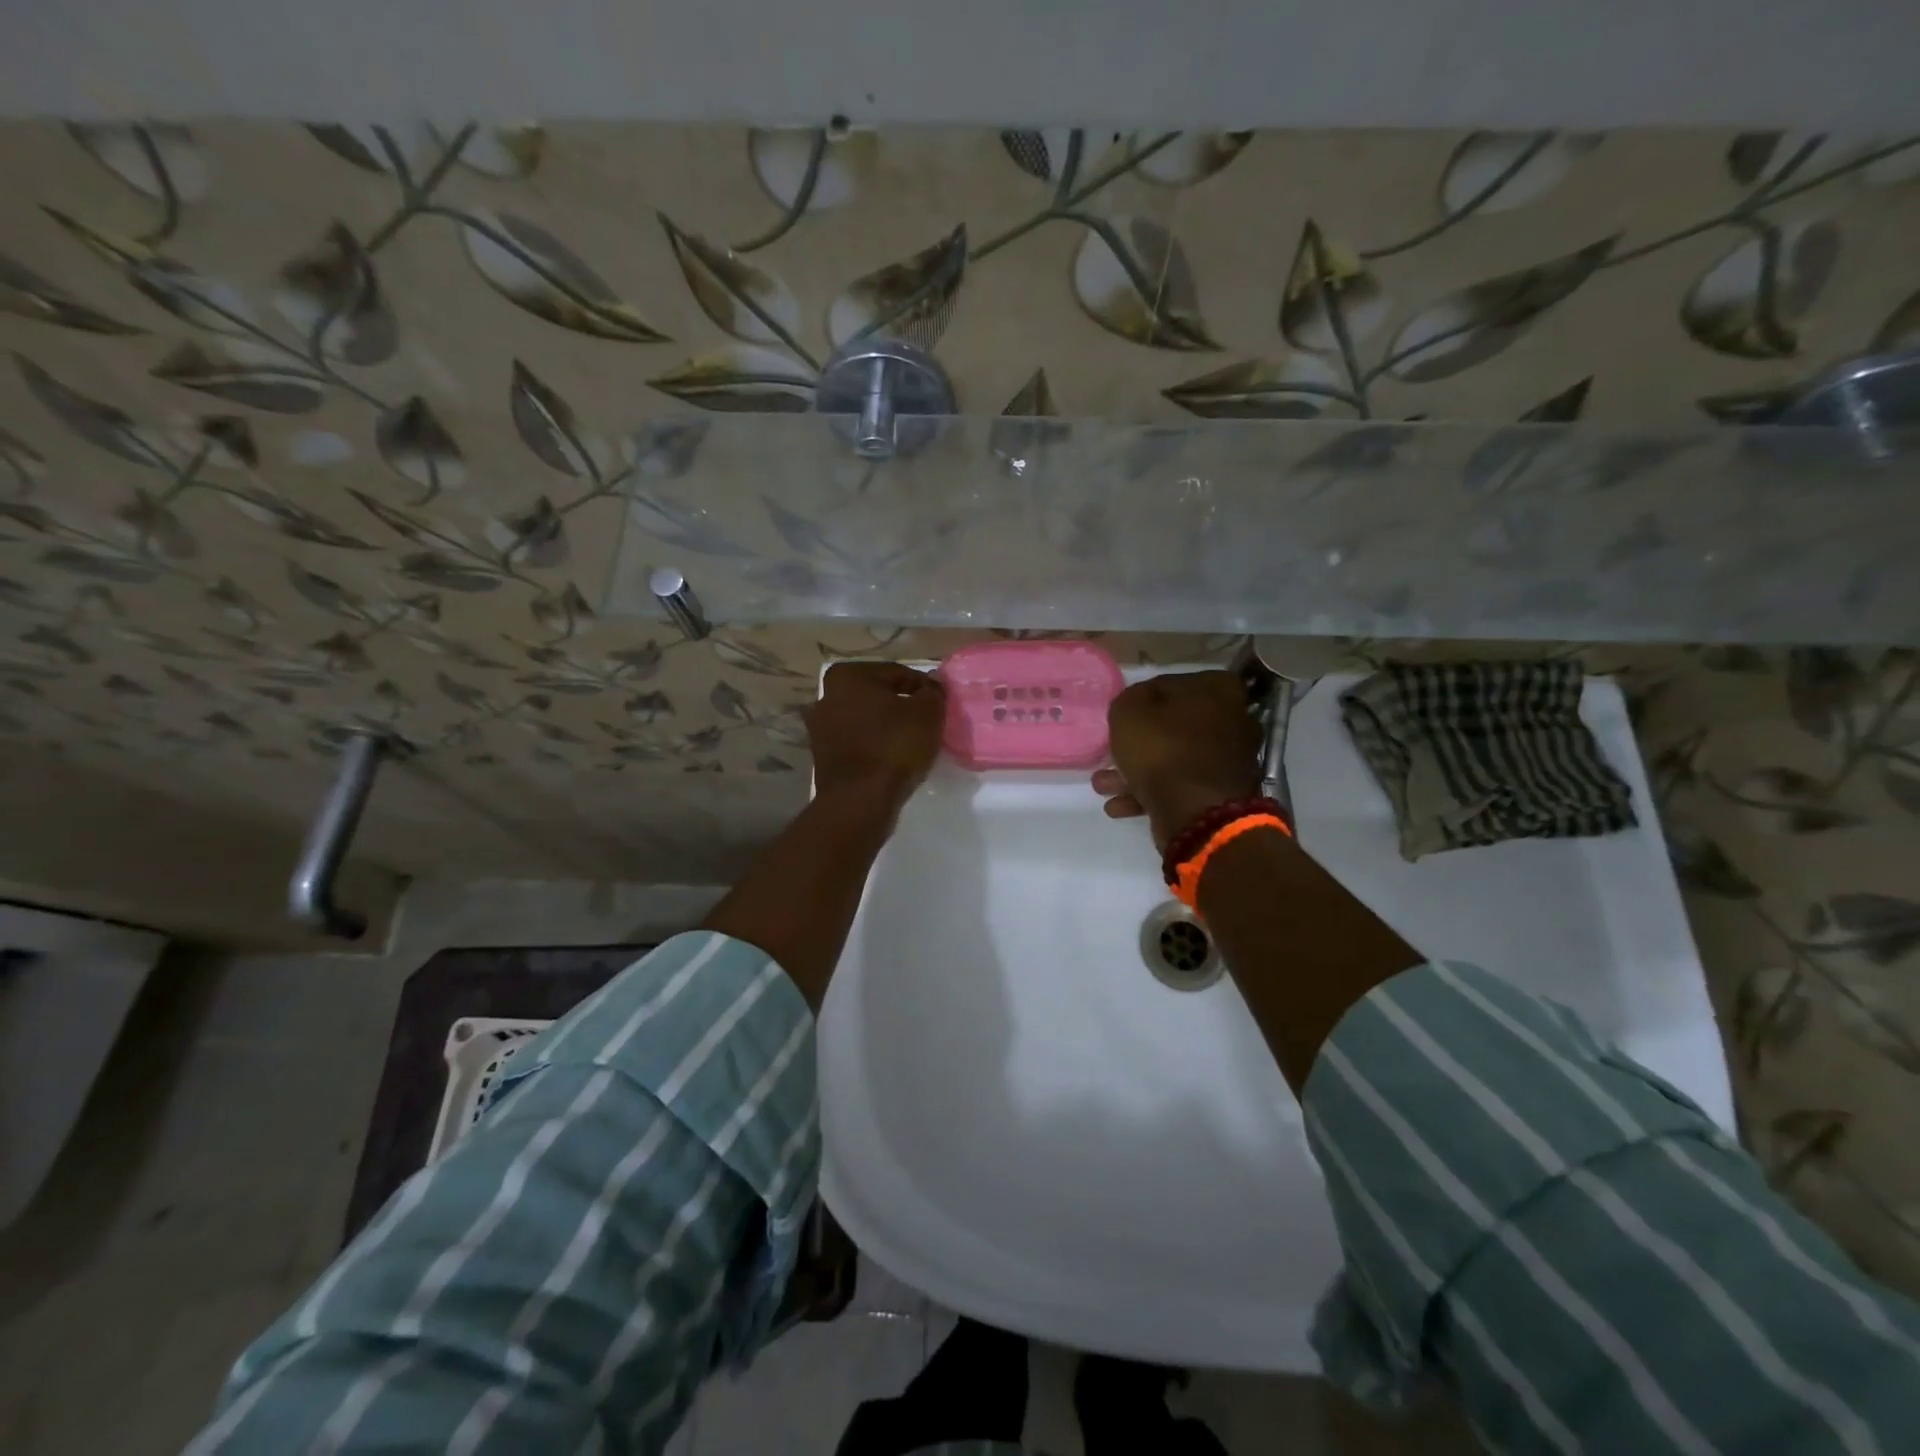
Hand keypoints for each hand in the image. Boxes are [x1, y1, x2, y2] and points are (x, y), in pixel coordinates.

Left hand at [807, 661, 946, 817]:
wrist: (860, 801)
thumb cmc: (894, 747)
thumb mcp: (927, 713)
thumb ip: (933, 692)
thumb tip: (932, 686)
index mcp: (847, 676)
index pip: (897, 673)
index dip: (923, 687)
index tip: (940, 703)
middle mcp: (826, 696)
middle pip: (877, 696)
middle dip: (901, 705)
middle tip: (927, 721)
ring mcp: (820, 728)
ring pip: (866, 720)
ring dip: (887, 726)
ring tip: (912, 742)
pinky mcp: (823, 756)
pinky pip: (858, 743)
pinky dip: (875, 746)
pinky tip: (892, 758)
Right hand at [1092, 670, 1262, 851]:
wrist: (1197, 813)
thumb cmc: (1163, 750)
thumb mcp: (1129, 711)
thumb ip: (1130, 699)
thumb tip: (1138, 704)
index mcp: (1219, 689)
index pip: (1169, 685)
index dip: (1140, 702)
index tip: (1120, 720)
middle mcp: (1234, 719)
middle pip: (1174, 726)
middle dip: (1138, 744)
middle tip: (1109, 756)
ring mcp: (1232, 760)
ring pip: (1175, 759)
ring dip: (1137, 772)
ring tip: (1105, 786)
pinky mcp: (1223, 794)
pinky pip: (1182, 786)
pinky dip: (1152, 794)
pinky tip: (1120, 806)